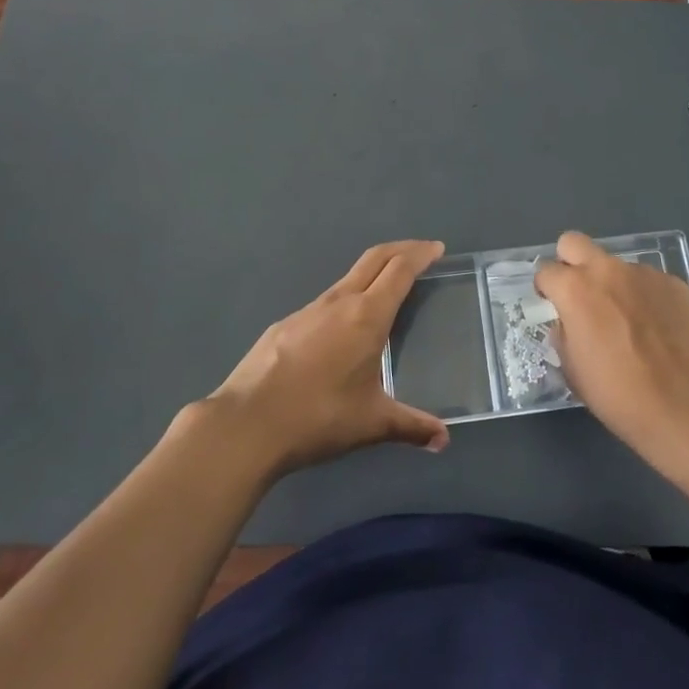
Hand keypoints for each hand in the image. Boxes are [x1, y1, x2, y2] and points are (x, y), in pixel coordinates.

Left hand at [203, 240, 450, 475]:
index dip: (420, 254)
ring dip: (372, 274)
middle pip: (374, 258)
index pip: (400, 269)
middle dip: (401, 250)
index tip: (437, 249)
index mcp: (367, 315)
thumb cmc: (318, 417)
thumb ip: (411, 426)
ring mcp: (308, 310)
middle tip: (421, 253)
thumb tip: (443, 440)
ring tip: (386, 293)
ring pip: (347, 279)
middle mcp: (339, 301)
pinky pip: (325, 302)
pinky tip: (342, 331)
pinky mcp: (284, 325)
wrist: (246, 425)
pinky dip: (345, 301)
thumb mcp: (372, 423)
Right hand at [534, 231, 688, 458]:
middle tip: (580, 296)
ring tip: (629, 323)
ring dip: (614, 285)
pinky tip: (657, 329)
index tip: (553, 307)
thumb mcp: (573, 370)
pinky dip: (646, 298)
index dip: (546, 289)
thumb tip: (569, 323)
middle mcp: (607, 270)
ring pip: (617, 266)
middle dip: (570, 263)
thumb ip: (564, 335)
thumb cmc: (619, 394)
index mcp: (575, 289)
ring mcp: (645, 273)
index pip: (546, 271)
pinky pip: (649, 282)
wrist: (685, 407)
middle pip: (574, 242)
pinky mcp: (675, 284)